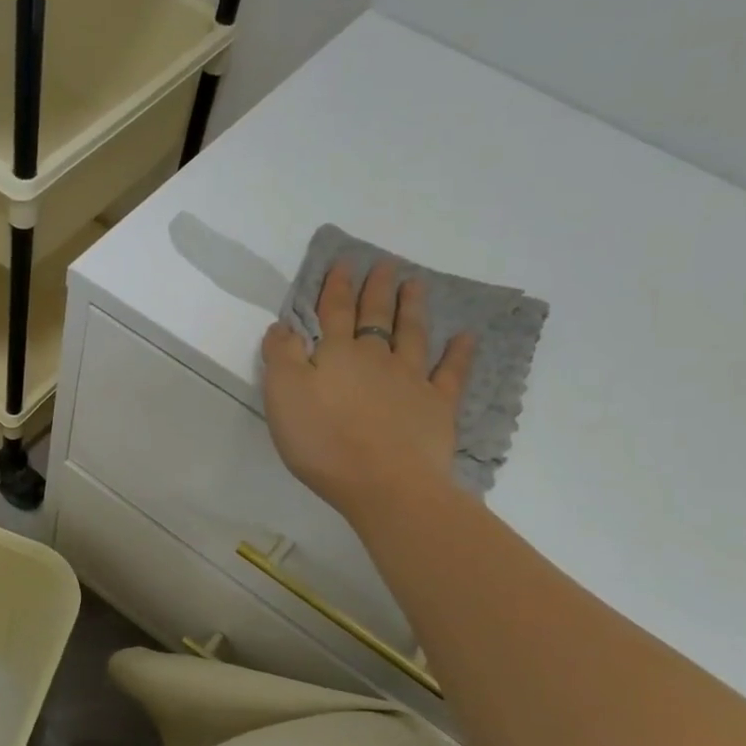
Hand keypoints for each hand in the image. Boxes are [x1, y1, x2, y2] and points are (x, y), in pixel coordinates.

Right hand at [261, 258, 474, 524]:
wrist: (384, 483)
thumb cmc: (324, 441)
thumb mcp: (283, 396)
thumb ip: (281, 357)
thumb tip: (283, 325)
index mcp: (336, 355)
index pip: (334, 312)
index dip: (336, 287)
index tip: (343, 262)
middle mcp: (376, 358)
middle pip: (375, 316)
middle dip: (376, 290)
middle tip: (384, 265)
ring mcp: (411, 380)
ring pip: (412, 335)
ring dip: (413, 308)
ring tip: (416, 284)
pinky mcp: (437, 406)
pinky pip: (450, 372)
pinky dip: (458, 353)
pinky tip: (465, 337)